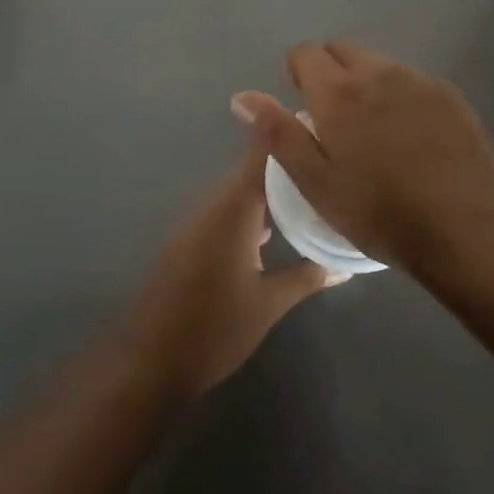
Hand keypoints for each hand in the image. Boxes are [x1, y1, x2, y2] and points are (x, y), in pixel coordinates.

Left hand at [124, 142, 336, 400]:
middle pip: (254, 168)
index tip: (325, 128)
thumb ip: (308, 276)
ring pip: (240, 190)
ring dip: (271, 190)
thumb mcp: (269, 304)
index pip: (264, 152)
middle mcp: (213, 204)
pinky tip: (275, 228)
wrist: (147, 365)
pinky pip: (226, 209)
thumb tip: (346, 265)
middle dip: (290, 164)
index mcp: (233, 208)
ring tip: (312, 194)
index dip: (291, 133)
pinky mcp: (189, 239)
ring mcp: (197, 221)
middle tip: (330, 166)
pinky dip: (252, 209)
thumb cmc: (213, 330)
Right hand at [232, 40, 493, 268]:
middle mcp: (377, 73)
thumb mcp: (316, 183)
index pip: (306, 53)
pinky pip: (411, 80)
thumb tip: (243, 97)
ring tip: (374, 132)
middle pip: (343, 49)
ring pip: (379, 63)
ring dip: (367, 82)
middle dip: (330, 70)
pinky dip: (400, 96)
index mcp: (338, 92)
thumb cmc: (379, 211)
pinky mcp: (448, 95)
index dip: (298, 73)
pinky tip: (411, 138)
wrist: (465, 224)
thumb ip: (278, 134)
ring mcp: (417, 80)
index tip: (303, 105)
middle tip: (334, 119)